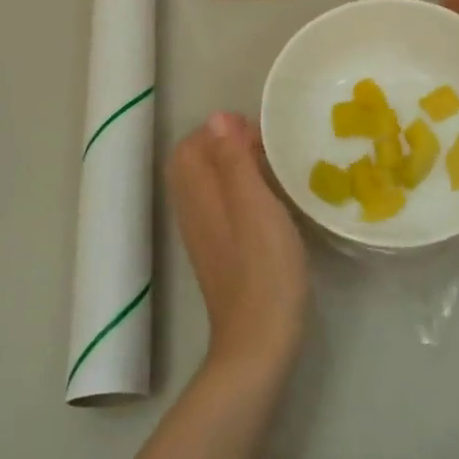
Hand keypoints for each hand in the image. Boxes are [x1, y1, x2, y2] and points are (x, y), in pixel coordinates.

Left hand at [168, 112, 308, 378]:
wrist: (259, 341)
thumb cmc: (264, 268)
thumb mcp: (255, 205)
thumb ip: (234, 160)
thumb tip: (217, 117)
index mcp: (198, 195)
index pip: (189, 146)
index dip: (219, 130)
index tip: (256, 131)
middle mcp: (193, 210)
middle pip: (194, 163)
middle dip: (224, 144)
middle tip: (264, 146)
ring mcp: (204, 234)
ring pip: (207, 185)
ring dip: (232, 167)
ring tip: (270, 167)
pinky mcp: (219, 252)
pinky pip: (219, 205)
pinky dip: (238, 191)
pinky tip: (267, 201)